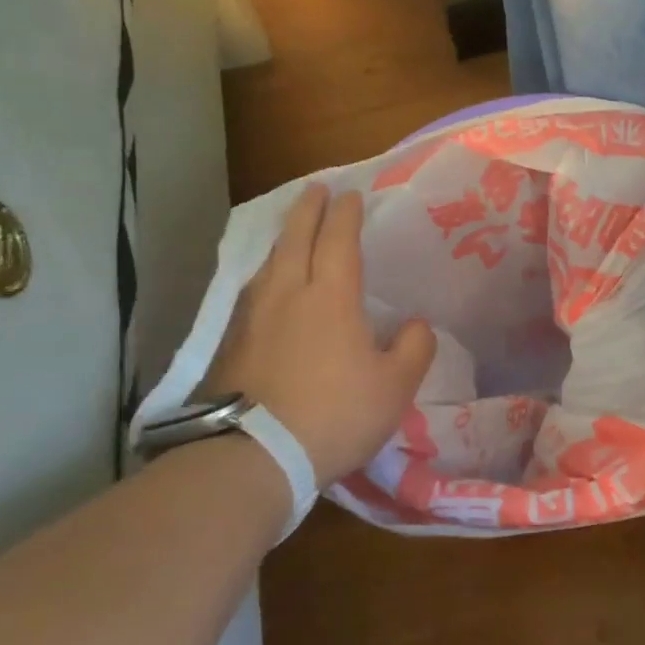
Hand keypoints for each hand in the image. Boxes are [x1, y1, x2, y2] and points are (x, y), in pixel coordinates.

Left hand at [207, 184, 435, 487]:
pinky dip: (266, 273)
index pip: (338, 240)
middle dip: (308, 209)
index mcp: (331, 297)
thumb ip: (414, 348)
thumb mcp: (395, 387)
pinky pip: (252, 291)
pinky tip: (267, 286)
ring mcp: (252, 317)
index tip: (351, 195)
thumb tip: (415, 325)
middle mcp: (287, 294)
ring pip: (269, 263)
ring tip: (292, 231)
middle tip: (316, 189)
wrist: (252, 455)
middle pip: (295, 238)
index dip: (346, 215)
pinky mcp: (230, 344)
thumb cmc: (335, 414)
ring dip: (283, 239)